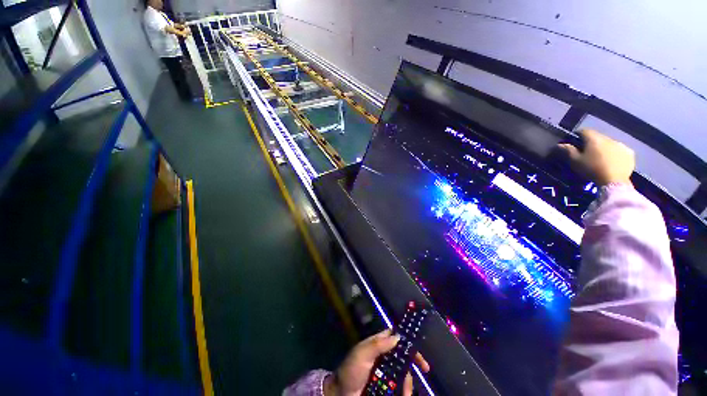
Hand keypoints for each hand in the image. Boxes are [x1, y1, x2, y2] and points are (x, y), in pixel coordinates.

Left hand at [324, 329, 430, 395]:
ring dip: (408, 382)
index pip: (394, 337)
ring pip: (403, 373)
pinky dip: (404, 392)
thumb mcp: (362, 354)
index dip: (405, 338)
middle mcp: (384, 357)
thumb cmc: (351, 370)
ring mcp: (386, 373)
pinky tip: (405, 395)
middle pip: (403, 355)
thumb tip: (397, 337)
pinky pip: (399, 388)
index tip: (416, 344)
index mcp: (378, 345)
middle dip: (413, 361)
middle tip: (425, 368)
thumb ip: (378, 344)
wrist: (341, 394)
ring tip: (407, 392)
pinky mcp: (386, 388)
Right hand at [558, 129, 634, 185]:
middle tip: (587, 152)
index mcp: (594, 139)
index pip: (584, 131)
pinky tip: (612, 161)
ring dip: (604, 148)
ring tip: (600, 158)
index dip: (577, 135)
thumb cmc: (591, 169)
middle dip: (591, 142)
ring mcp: (621, 145)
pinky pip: (620, 150)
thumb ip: (568, 150)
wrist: (614, 181)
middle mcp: (608, 138)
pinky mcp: (629, 153)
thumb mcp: (575, 161)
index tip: (574, 141)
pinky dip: (615, 153)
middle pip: (597, 137)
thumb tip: (560, 144)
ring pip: (609, 143)